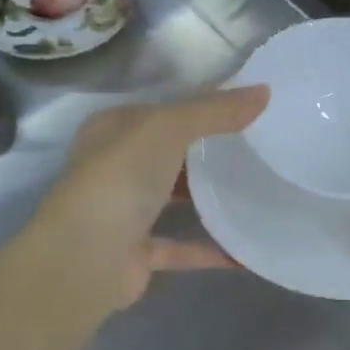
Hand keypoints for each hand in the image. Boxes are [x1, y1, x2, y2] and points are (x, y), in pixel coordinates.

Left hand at [33, 86, 267, 312]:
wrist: (85, 258)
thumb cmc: (120, 178)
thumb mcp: (169, 128)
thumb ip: (215, 111)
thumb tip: (264, 91)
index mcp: (114, 130)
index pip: (163, 110)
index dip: (202, 106)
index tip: (249, 108)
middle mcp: (115, 167)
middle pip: (169, 154)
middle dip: (209, 152)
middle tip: (261, 148)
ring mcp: (124, 212)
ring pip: (174, 199)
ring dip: (209, 199)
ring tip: (259, 192)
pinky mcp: (137, 253)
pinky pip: (182, 247)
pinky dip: (211, 248)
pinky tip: (247, 250)